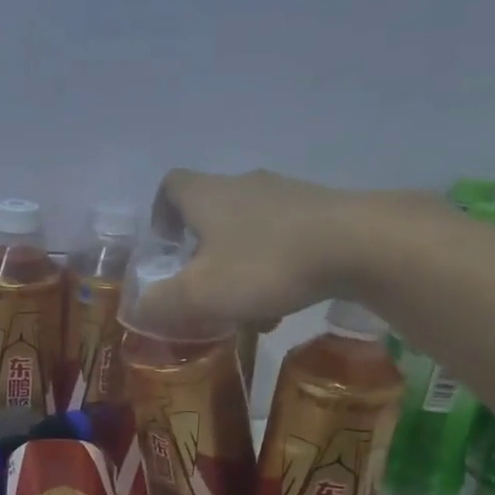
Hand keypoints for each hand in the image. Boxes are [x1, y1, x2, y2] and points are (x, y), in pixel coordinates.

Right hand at [138, 169, 420, 333]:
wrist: (358, 244)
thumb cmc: (265, 265)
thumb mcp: (200, 294)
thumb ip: (161, 304)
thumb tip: (136, 309)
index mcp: (207, 195)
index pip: (170, 186)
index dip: (160, 216)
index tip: (165, 250)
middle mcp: (244, 185)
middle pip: (210, 212)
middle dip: (201, 252)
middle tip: (201, 289)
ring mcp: (286, 196)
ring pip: (248, 231)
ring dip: (239, 266)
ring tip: (244, 310)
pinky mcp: (321, 213)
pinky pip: (284, 240)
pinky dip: (273, 269)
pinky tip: (283, 305)